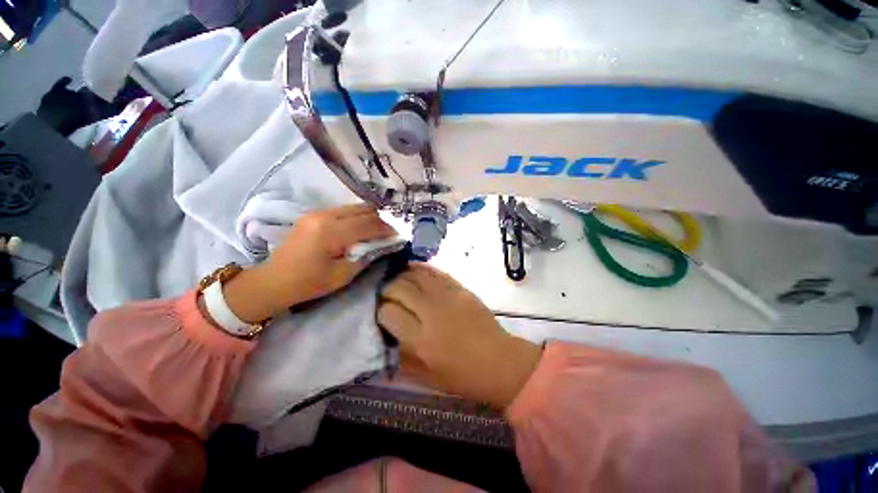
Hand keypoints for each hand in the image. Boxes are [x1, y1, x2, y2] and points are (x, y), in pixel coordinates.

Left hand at [223, 204, 395, 322]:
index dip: (386, 228)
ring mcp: (317, 213)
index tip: (399, 233)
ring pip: (353, 207)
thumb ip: (365, 256)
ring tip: (381, 227)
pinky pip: (343, 210)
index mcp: (330, 232)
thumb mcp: (343, 275)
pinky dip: (358, 216)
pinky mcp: (314, 215)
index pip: (368, 224)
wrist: (274, 280)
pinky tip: (363, 225)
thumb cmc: (309, 283)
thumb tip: (383, 244)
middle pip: (362, 210)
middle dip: (381, 219)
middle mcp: (324, 216)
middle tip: (392, 229)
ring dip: (370, 215)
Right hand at [378, 264, 541, 408]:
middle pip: (398, 288)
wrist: (499, 362)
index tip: (382, 313)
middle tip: (386, 295)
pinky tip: (412, 268)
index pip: (388, 312)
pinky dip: (420, 268)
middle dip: (386, 289)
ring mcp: (448, 297)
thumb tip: (384, 334)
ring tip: (397, 281)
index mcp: (420, 340)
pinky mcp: (460, 289)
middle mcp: (431, 313)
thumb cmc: (462, 376)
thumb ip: (400, 356)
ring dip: (401, 276)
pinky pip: (435, 272)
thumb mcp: (425, 377)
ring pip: (415, 275)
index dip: (380, 311)